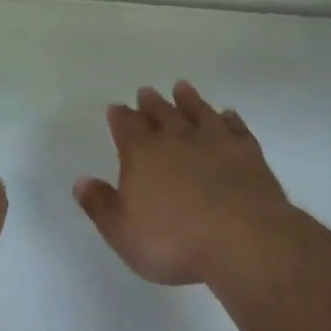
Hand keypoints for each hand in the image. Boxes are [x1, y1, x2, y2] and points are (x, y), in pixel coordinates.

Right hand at [74, 81, 297, 286]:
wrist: (243, 240)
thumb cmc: (175, 242)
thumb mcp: (123, 233)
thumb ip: (100, 205)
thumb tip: (81, 181)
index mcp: (143, 154)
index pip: (127, 127)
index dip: (120, 117)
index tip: (117, 107)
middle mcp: (178, 138)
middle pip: (161, 113)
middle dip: (151, 103)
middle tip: (146, 91)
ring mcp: (216, 142)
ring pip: (198, 112)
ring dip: (189, 100)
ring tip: (182, 88)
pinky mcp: (248, 153)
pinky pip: (236, 127)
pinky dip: (230, 119)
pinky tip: (228, 115)